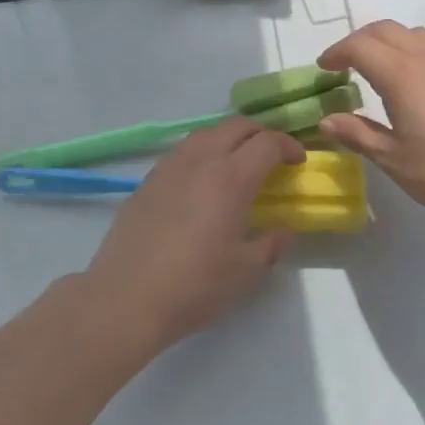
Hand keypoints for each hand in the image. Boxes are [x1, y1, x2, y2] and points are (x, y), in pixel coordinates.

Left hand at [82, 118, 304, 352]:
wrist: (125, 299)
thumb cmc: (195, 286)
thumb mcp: (246, 272)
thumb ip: (271, 245)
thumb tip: (283, 232)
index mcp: (231, 177)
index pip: (267, 142)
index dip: (288, 146)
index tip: (298, 161)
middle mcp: (201, 160)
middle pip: (236, 126)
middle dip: (260, 134)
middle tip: (271, 156)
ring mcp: (169, 167)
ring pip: (206, 133)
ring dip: (229, 138)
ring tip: (237, 164)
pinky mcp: (147, 181)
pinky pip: (182, 152)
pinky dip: (202, 154)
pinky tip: (201, 183)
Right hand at [317, 20, 424, 227]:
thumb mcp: (392, 158)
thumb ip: (357, 134)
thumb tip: (326, 120)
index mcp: (402, 75)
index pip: (360, 46)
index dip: (337, 52)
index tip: (324, 68)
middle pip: (385, 30)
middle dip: (359, 41)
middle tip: (345, 64)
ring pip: (413, 33)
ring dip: (388, 42)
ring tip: (378, 69)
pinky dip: (413, 51)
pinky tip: (415, 82)